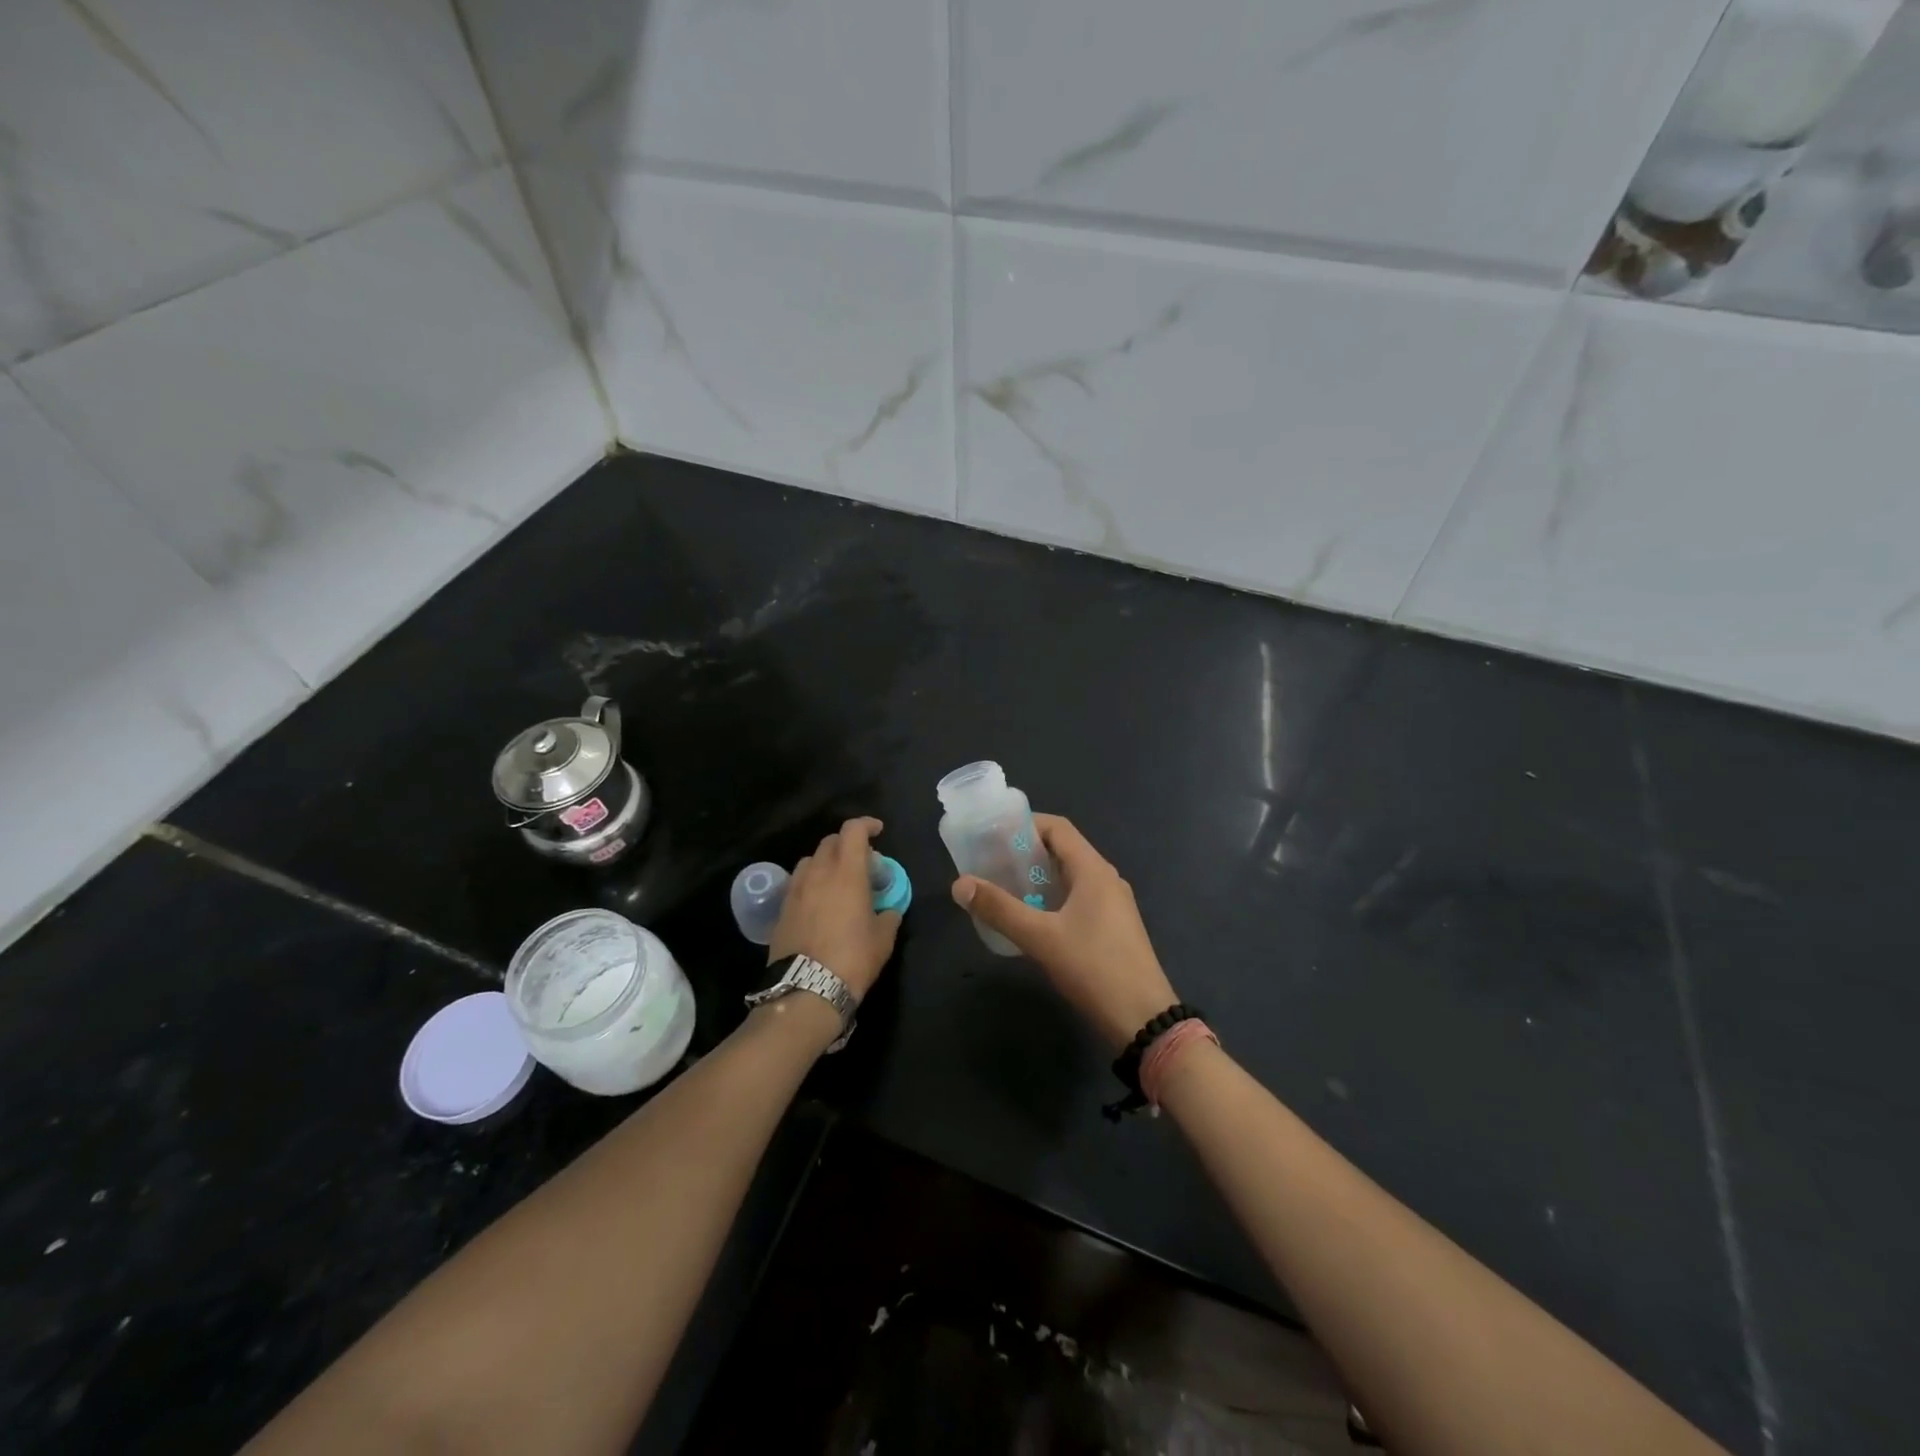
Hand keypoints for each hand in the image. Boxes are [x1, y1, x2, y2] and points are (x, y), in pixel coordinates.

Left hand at [767, 817, 901, 999]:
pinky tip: (819, 901)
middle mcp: (818, 873)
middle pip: (830, 842)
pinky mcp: (781, 909)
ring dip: (826, 861)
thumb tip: (890, 910)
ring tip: (837, 880)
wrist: (806, 990)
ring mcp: (796, 890)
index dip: (866, 824)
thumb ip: (889, 916)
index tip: (878, 831)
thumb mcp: (883, 939)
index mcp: (847, 873)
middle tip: (862, 861)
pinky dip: (810, 882)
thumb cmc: (853, 959)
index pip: (853, 831)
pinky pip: (797, 883)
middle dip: (847, 844)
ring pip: (810, 860)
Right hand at [952, 814, 1177, 1050]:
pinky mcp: (1114, 927)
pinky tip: (1031, 919)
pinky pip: (1078, 898)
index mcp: (1094, 870)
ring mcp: (1113, 904)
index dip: (1025, 824)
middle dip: (1026, 852)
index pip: (1058, 828)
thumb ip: (999, 909)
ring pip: (1070, 876)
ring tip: (1003, 888)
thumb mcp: (1040, 938)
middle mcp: (1106, 879)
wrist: (1143, 1020)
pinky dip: (1052, 897)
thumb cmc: (1093, 969)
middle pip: (1063, 850)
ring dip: (1038, 877)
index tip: (992, 834)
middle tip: (990, 863)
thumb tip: (959, 884)